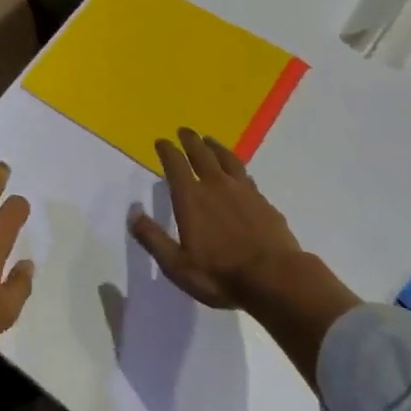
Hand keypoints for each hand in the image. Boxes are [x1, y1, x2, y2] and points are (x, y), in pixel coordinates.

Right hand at [129, 128, 301, 309]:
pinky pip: (246, 176)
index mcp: (192, 198)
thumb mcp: (177, 265)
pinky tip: (239, 173)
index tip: (161, 141)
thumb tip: (133, 212)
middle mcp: (216, 186)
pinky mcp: (264, 202)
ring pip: (227, 159)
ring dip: (215, 147)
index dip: (167, 150)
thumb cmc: (220, 275)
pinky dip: (237, 168)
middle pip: (202, 154)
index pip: (176, 165)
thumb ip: (153, 237)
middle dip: (190, 140)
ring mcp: (244, 191)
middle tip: (184, 131)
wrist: (276, 279)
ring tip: (209, 140)